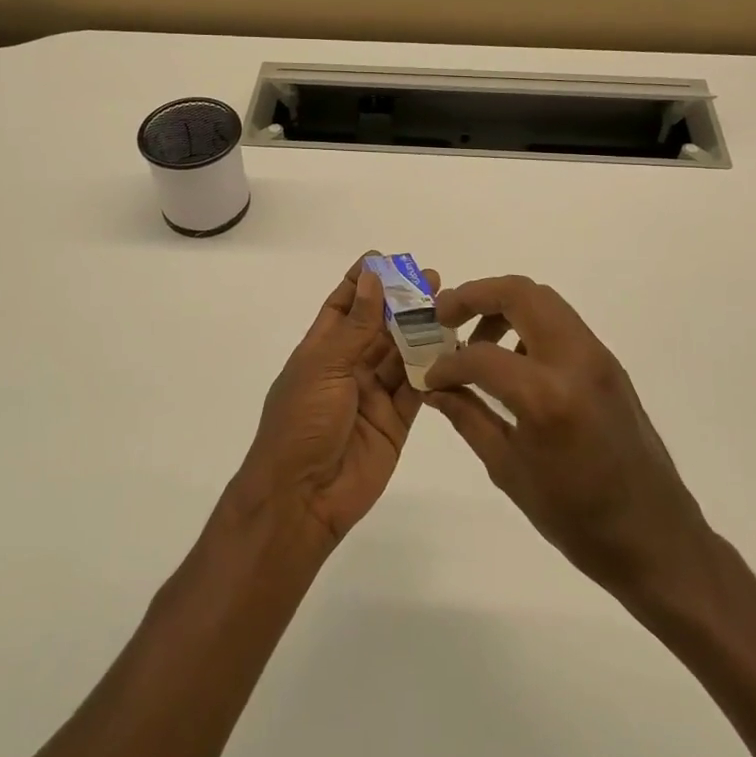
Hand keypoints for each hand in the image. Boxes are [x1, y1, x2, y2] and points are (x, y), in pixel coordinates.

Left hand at [231, 256, 433, 549]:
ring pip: (402, 355)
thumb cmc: (301, 424)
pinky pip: (417, 389)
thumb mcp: (325, 367)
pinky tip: (453, 347)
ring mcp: (373, 396)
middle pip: (378, 328)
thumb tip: (371, 277)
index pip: (342, 306)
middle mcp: (347, 369)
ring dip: (421, 331)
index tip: (385, 258)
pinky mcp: (395, 422)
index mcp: (320, 351)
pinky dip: (433, 369)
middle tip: (433, 279)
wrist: (302, 498)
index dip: (361, 282)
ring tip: (449, 305)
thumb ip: (355, 326)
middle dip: (402, 303)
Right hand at [425, 275, 709, 599]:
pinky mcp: (609, 364)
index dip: (447, 364)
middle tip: (445, 317)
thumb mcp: (509, 470)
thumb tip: (434, 389)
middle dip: (474, 296)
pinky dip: (528, 325)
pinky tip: (511, 361)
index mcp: (547, 396)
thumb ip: (468, 417)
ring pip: (544, 300)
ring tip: (477, 341)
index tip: (430, 376)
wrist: (656, 538)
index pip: (481, 355)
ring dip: (503, 306)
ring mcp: (598, 357)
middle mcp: (576, 361)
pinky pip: (562, 324)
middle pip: (519, 294)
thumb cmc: (577, 518)